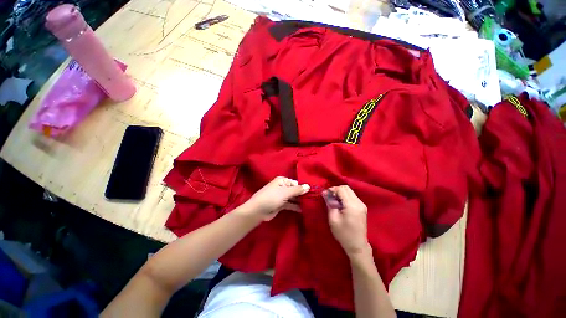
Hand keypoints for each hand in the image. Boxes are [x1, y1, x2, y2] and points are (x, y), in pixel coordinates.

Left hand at [241, 177, 309, 220]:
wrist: (258, 211)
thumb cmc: (272, 197)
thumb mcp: (285, 192)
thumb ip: (297, 190)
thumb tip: (308, 186)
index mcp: (282, 181)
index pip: (296, 183)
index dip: (304, 188)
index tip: (313, 192)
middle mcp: (282, 187)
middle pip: (295, 190)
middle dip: (302, 195)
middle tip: (314, 199)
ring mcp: (281, 196)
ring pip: (293, 198)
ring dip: (300, 201)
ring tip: (310, 205)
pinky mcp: (280, 205)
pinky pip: (290, 204)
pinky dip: (295, 206)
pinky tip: (303, 210)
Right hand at [323, 185, 370, 256]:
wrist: (357, 246)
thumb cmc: (343, 234)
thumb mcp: (333, 219)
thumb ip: (329, 203)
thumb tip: (325, 193)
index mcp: (352, 205)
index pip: (341, 189)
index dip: (332, 189)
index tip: (325, 194)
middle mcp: (359, 203)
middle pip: (346, 188)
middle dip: (336, 190)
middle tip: (329, 196)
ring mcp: (362, 205)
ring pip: (350, 191)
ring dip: (341, 193)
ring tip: (334, 201)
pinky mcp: (362, 207)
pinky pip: (352, 196)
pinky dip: (345, 197)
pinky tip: (340, 204)